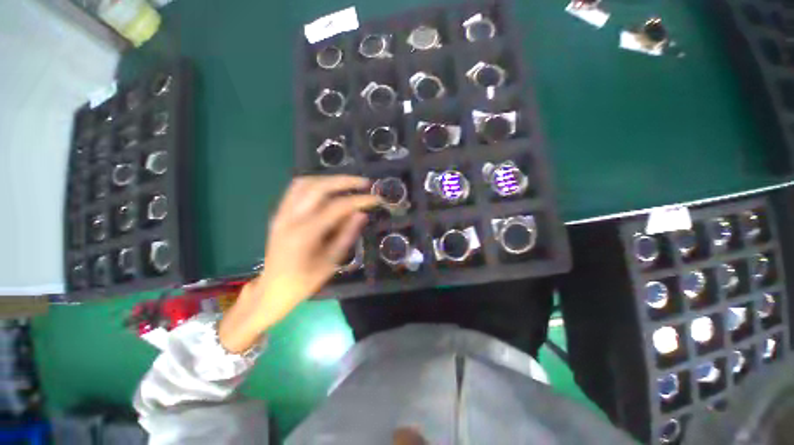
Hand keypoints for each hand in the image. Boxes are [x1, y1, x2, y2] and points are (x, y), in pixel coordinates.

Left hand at [219, 175, 378, 352]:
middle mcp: (290, 218)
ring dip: (329, 179)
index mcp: (305, 234)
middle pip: (319, 187)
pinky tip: (328, 190)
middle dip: (344, 181)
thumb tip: (362, 214)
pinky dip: (314, 184)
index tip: (376, 199)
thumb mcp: (331, 263)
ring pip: (304, 183)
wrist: (271, 290)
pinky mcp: (278, 214)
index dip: (359, 200)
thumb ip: (346, 235)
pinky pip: (295, 190)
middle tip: (364, 183)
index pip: (337, 207)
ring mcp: (281, 214)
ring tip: (347, 184)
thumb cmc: (304, 282)